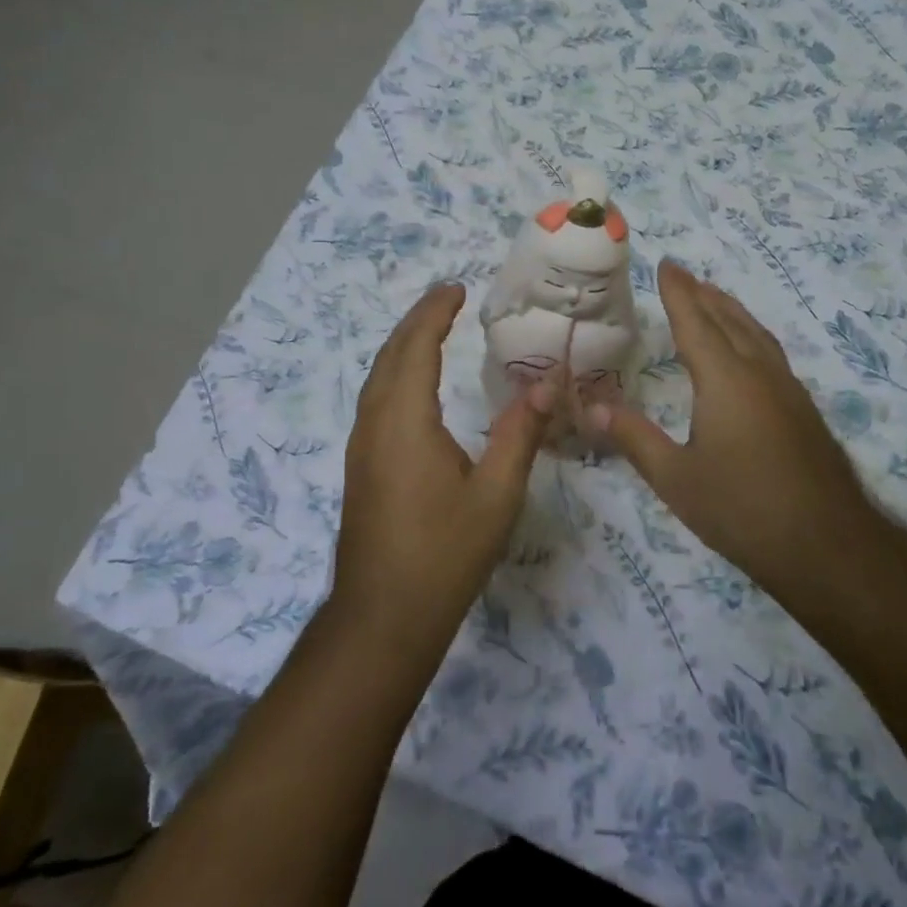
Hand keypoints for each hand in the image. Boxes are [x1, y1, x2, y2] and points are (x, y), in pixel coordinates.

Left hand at [331, 283, 552, 656]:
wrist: (382, 618)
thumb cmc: (443, 554)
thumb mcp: (496, 494)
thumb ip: (520, 433)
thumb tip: (546, 383)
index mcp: (405, 421)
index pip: (416, 348)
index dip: (434, 313)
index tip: (457, 289)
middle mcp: (375, 424)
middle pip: (390, 356)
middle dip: (417, 321)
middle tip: (447, 299)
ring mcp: (361, 446)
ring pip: (377, 378)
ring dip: (403, 347)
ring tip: (433, 330)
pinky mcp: (361, 466)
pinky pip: (375, 400)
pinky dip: (396, 374)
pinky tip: (415, 387)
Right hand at [589, 261, 869, 600]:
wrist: (828, 546)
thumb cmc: (742, 509)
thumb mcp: (675, 478)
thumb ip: (633, 437)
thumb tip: (591, 406)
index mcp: (725, 379)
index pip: (696, 322)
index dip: (679, 292)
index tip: (666, 264)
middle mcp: (759, 372)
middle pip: (729, 319)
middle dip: (704, 294)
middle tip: (684, 275)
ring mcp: (788, 390)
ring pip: (756, 334)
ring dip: (732, 311)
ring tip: (715, 299)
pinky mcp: (804, 411)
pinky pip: (771, 353)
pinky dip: (751, 335)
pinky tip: (749, 353)